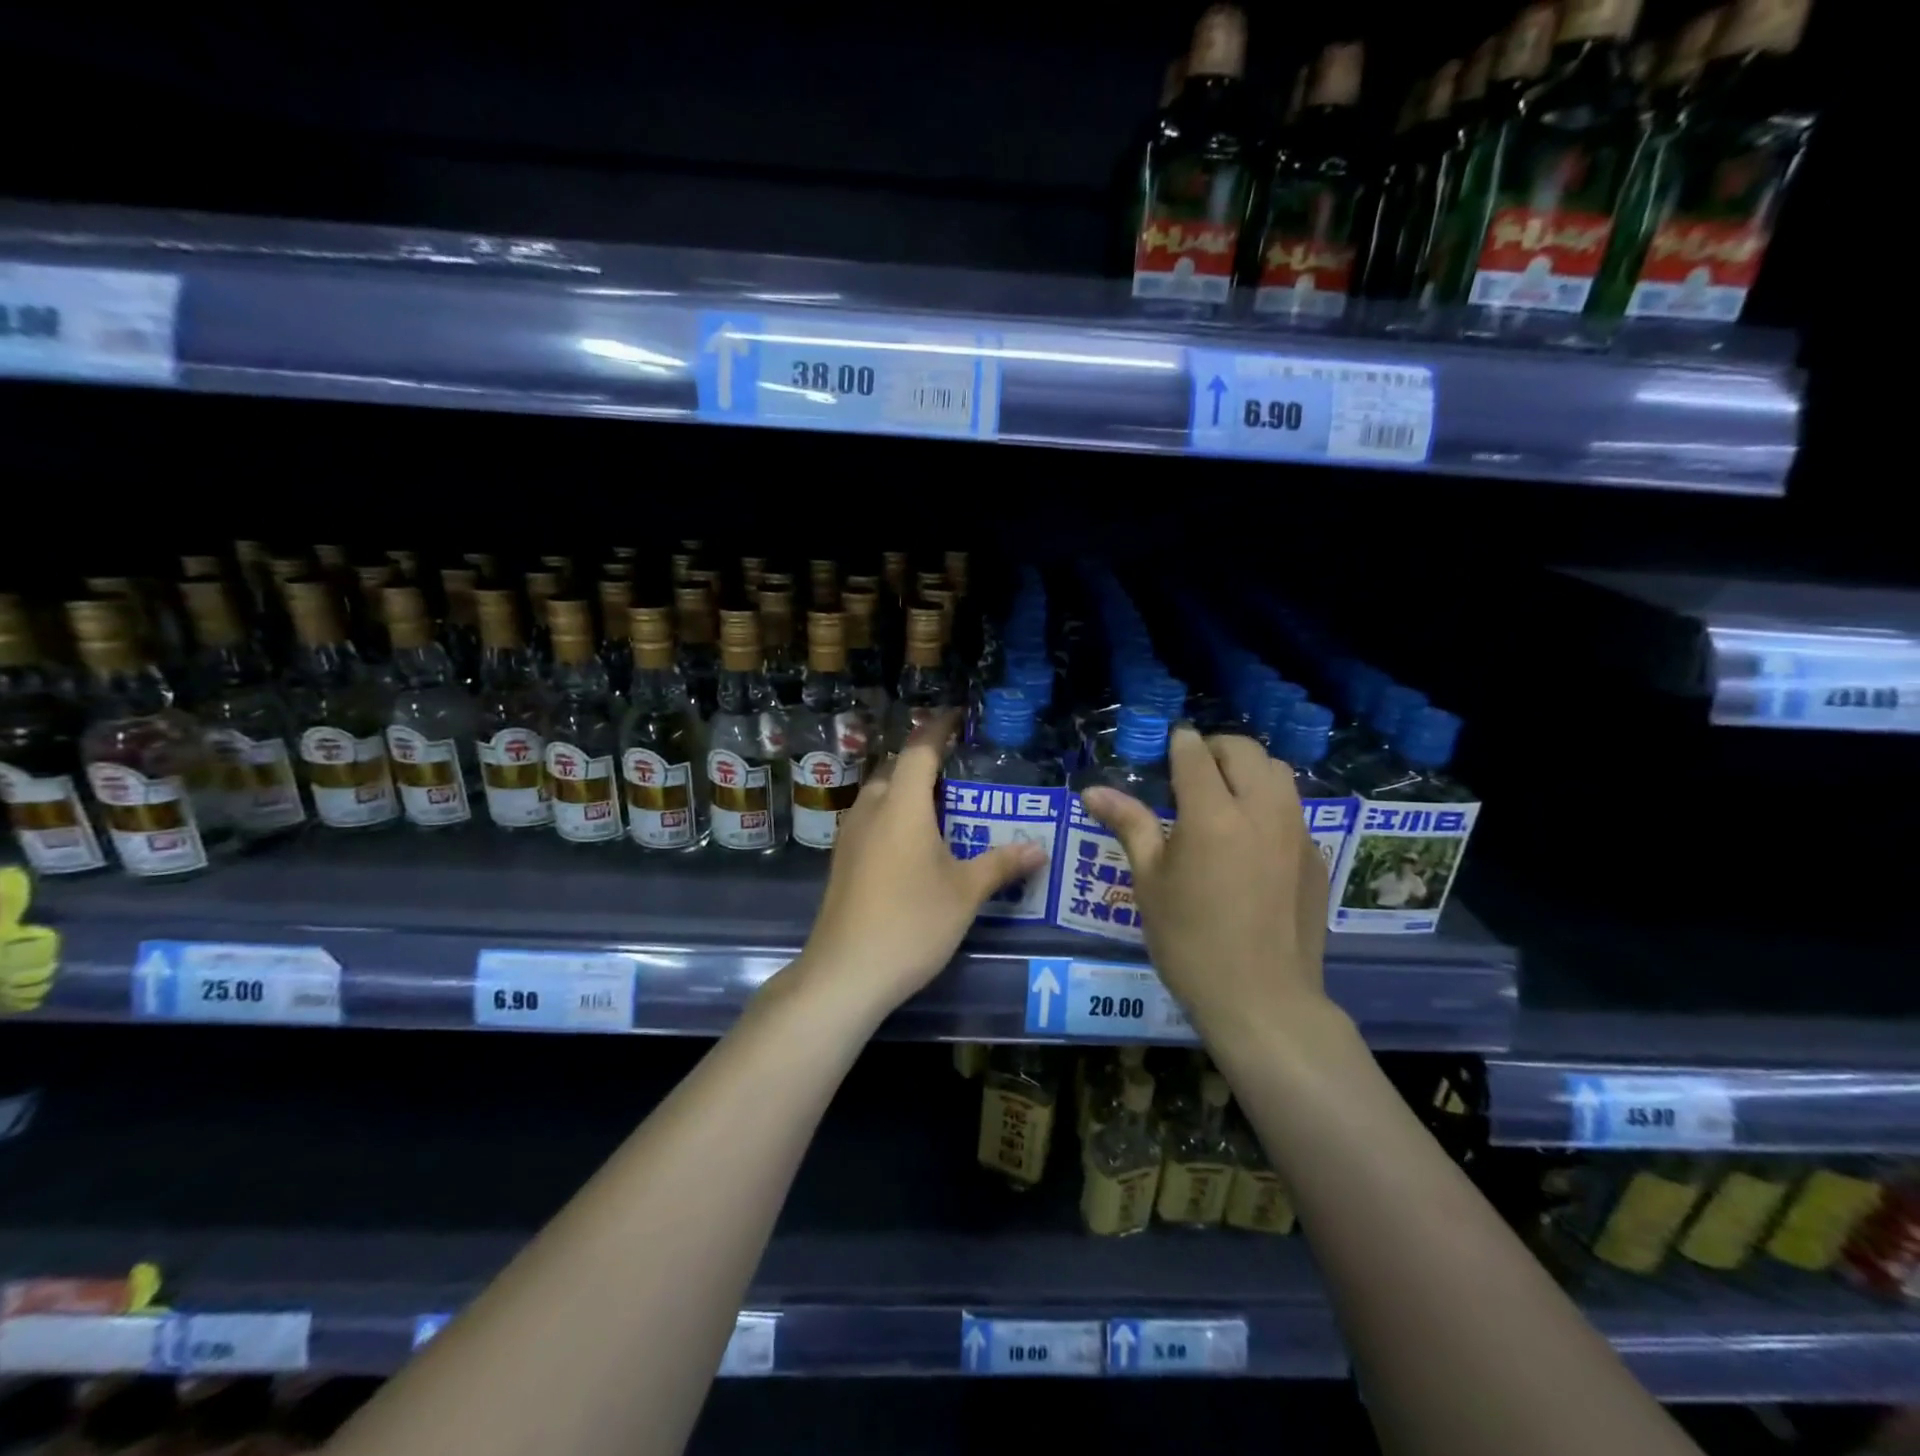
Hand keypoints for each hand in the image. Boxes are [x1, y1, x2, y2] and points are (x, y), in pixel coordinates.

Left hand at [795, 711, 1046, 1021]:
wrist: (845, 973)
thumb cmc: (911, 923)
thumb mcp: (965, 893)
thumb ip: (1001, 864)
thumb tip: (1038, 849)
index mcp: (902, 805)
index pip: (921, 749)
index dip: (939, 727)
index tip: (958, 714)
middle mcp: (871, 809)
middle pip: (897, 768)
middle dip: (925, 760)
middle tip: (961, 767)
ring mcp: (850, 835)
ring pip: (880, 793)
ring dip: (907, 788)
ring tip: (942, 802)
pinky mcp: (842, 860)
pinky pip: (872, 818)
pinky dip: (894, 813)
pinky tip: (914, 840)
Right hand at [1082, 728, 1329, 1038]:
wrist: (1262, 1000)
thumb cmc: (1190, 941)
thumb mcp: (1150, 881)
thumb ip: (1128, 825)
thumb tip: (1093, 791)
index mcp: (1212, 814)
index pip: (1196, 753)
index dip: (1179, 743)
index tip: (1168, 746)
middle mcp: (1261, 810)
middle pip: (1244, 751)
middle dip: (1215, 749)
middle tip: (1192, 771)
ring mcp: (1296, 832)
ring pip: (1278, 773)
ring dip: (1249, 770)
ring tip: (1225, 796)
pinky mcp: (1316, 857)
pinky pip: (1293, 809)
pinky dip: (1269, 804)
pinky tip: (1251, 840)